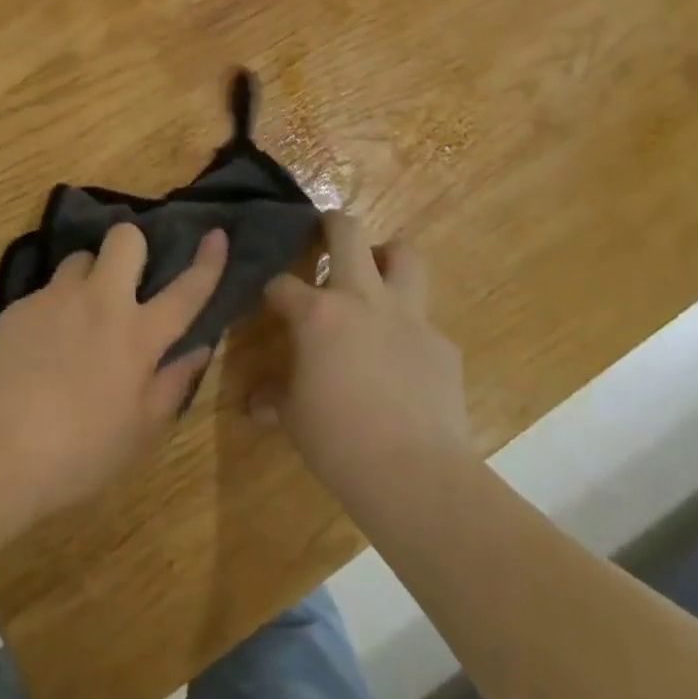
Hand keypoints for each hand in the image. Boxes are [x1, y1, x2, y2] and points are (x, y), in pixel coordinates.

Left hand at [0, 223, 225, 525]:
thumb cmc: (79, 452)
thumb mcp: (140, 432)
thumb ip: (173, 383)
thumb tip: (199, 348)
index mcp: (138, 335)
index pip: (186, 291)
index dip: (207, 262)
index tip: (216, 234)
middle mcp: (101, 302)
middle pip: (125, 239)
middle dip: (133, 246)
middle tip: (127, 280)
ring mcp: (56, 298)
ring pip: (81, 258)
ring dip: (89, 277)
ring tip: (79, 314)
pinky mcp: (20, 306)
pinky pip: (47, 290)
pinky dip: (54, 307)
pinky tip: (41, 346)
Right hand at [254, 212, 469, 508]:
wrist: (415, 474)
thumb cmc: (339, 441)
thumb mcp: (294, 418)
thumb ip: (276, 398)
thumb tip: (256, 403)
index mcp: (318, 313)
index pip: (283, 284)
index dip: (273, 290)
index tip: (271, 300)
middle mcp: (362, 299)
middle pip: (348, 233)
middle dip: (332, 224)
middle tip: (325, 232)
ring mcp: (407, 316)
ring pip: (404, 255)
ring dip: (387, 257)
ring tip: (375, 274)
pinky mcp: (441, 344)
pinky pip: (424, 321)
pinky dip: (410, 328)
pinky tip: (403, 358)